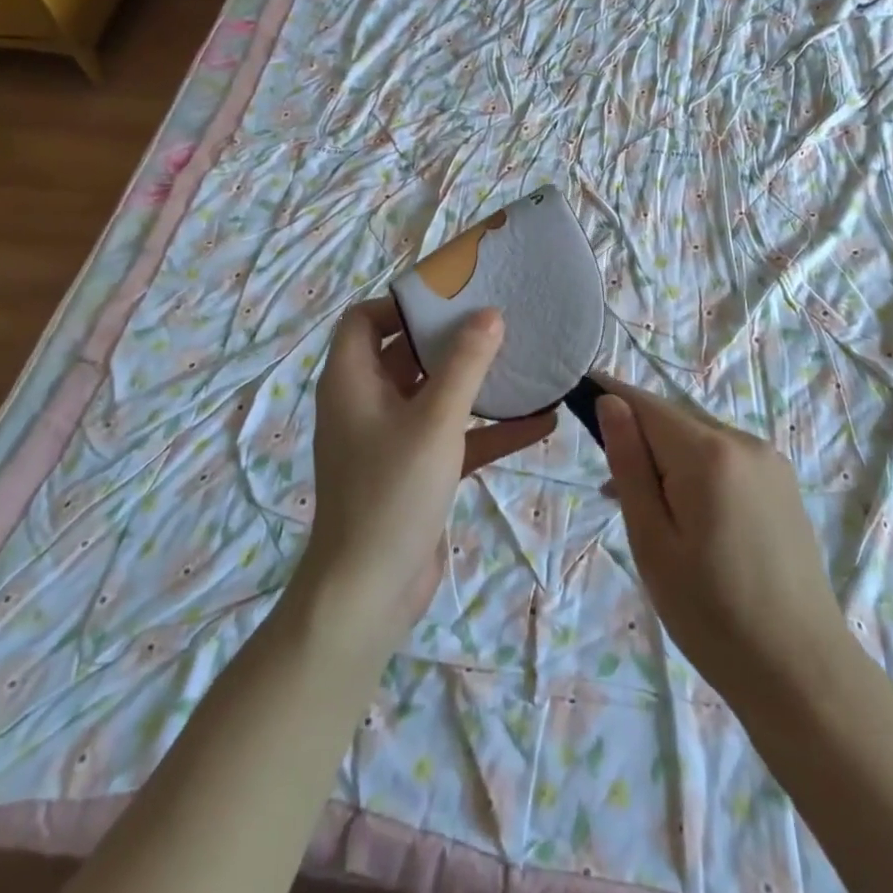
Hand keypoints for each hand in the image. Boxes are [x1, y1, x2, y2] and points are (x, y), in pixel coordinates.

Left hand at [295, 299, 551, 649]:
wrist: (368, 594)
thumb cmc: (392, 493)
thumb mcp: (434, 421)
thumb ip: (465, 364)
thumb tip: (489, 314)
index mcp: (352, 381)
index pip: (364, 320)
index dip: (402, 304)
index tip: (451, 299)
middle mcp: (367, 403)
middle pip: (405, 353)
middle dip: (450, 338)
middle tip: (499, 320)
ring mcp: (391, 439)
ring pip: (435, 395)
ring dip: (476, 383)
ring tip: (524, 362)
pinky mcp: (416, 470)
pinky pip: (454, 436)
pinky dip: (488, 429)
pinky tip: (540, 422)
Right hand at [595, 377, 851, 711]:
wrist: (802, 673)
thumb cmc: (711, 613)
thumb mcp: (652, 540)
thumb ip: (629, 465)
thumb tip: (610, 403)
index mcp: (709, 452)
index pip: (646, 404)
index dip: (610, 397)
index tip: (579, 397)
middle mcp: (744, 441)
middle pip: (674, 423)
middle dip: (640, 442)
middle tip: (614, 495)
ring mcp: (770, 463)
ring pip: (700, 442)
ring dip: (668, 462)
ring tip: (650, 518)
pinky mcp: (783, 486)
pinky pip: (726, 461)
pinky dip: (698, 475)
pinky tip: (691, 522)